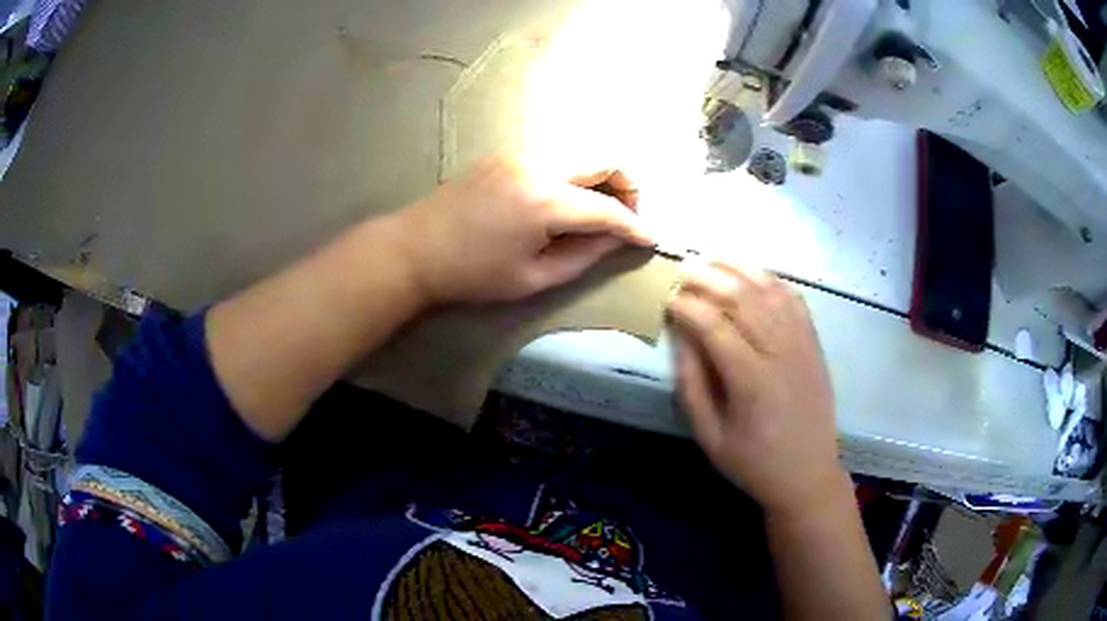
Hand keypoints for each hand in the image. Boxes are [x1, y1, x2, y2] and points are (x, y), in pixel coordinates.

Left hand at [392, 156, 653, 303]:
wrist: (413, 249)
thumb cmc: (471, 273)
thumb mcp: (532, 278)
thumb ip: (583, 256)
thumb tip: (616, 239)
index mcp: (545, 200)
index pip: (608, 208)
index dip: (635, 226)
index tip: (652, 239)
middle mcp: (538, 165)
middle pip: (604, 159)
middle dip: (628, 187)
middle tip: (626, 218)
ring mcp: (520, 154)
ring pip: (581, 153)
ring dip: (601, 177)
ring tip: (598, 212)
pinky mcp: (506, 154)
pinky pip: (556, 155)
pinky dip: (575, 173)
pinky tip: (565, 201)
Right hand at [667, 260, 844, 516]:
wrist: (808, 474)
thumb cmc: (754, 463)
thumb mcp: (710, 437)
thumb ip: (692, 386)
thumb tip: (680, 338)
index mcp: (752, 382)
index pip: (714, 326)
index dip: (687, 307)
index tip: (667, 299)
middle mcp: (781, 353)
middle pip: (743, 297)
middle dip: (708, 277)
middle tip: (683, 269)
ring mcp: (803, 344)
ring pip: (770, 290)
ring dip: (739, 268)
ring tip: (712, 257)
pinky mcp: (814, 343)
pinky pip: (794, 299)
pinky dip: (772, 280)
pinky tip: (753, 273)